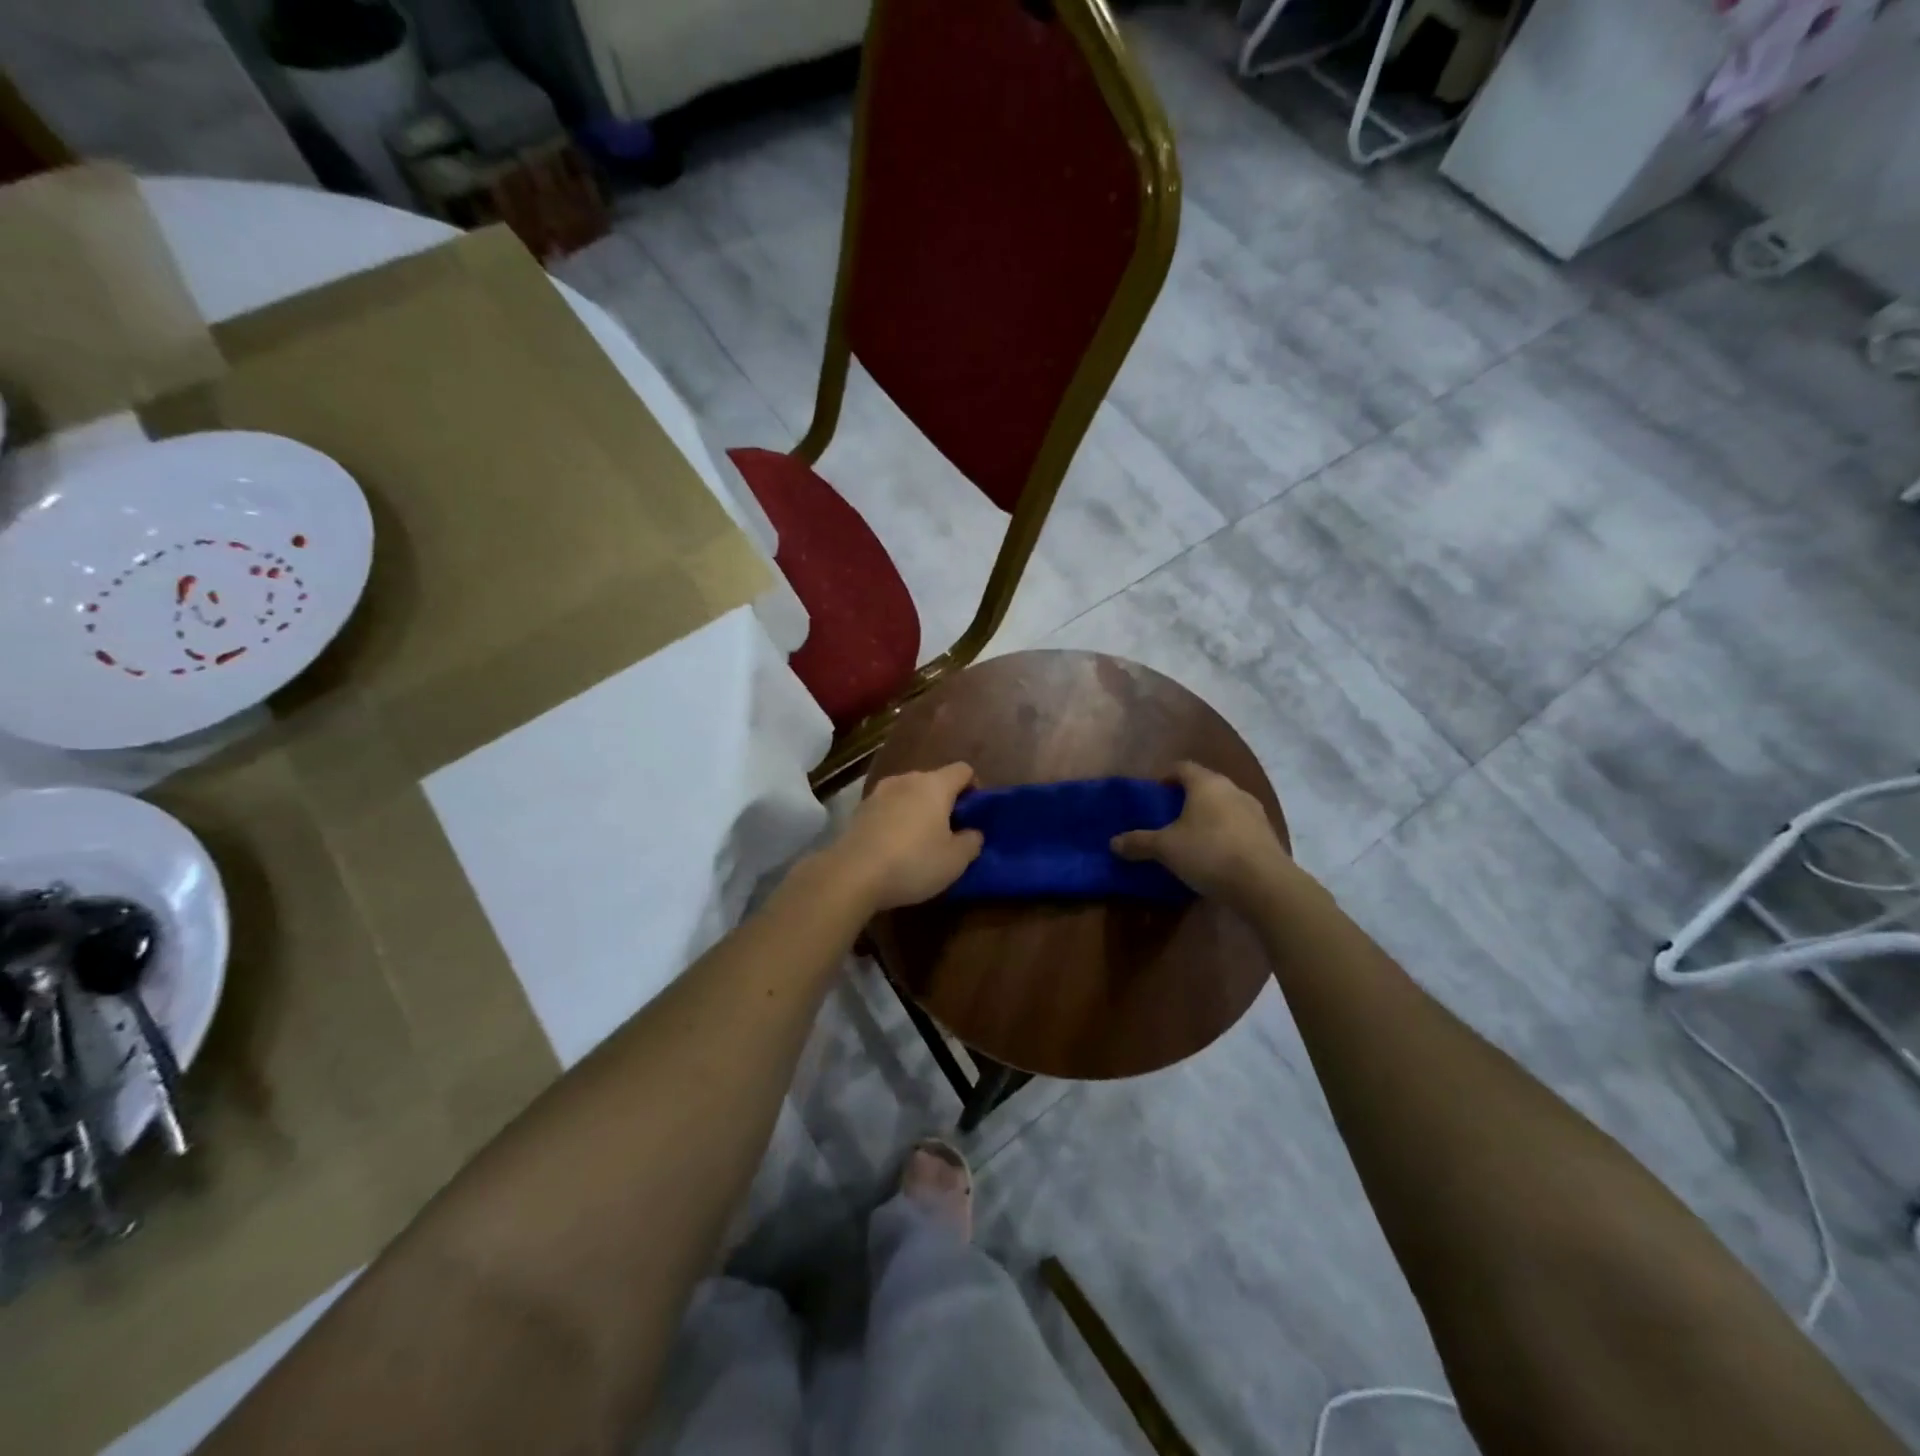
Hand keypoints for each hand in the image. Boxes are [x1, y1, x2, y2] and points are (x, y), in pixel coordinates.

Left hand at [821, 763, 983, 913]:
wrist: (852, 874)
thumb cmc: (913, 862)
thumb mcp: (955, 861)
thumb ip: (972, 842)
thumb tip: (972, 832)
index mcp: (934, 785)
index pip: (963, 770)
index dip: (974, 788)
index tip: (973, 815)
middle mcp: (906, 780)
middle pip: (934, 781)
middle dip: (944, 802)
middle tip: (950, 833)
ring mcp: (879, 792)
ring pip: (908, 794)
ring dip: (918, 810)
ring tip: (920, 841)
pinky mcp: (859, 810)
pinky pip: (888, 808)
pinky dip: (896, 820)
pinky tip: (894, 846)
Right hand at [1111, 761, 1296, 910]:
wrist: (1264, 884)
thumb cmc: (1209, 853)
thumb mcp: (1165, 849)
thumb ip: (1139, 842)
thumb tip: (1113, 842)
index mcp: (1206, 783)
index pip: (1182, 767)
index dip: (1165, 777)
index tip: (1153, 793)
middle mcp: (1233, 789)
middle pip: (1205, 785)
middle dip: (1186, 798)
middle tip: (1168, 817)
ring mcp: (1254, 811)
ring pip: (1224, 805)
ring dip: (1208, 816)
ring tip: (1191, 837)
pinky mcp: (1267, 834)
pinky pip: (1239, 826)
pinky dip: (1225, 833)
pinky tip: (1215, 855)